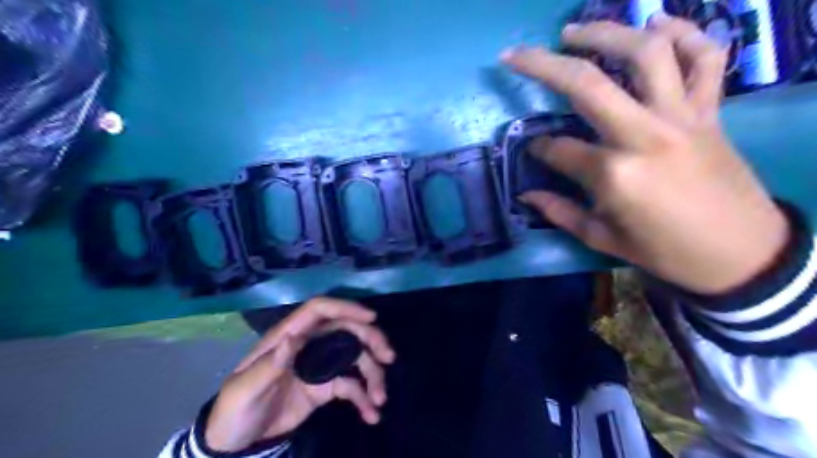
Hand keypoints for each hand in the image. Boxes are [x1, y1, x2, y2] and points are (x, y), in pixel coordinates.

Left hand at [205, 298, 395, 452]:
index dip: (345, 308)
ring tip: (380, 398)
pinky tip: (371, 414)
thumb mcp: (246, 388)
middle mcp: (309, 345)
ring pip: (355, 358)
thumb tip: (293, 338)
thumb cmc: (236, 409)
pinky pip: (352, 386)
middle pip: (346, 330)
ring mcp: (320, 366)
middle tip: (388, 357)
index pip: (320, 310)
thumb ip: (270, 364)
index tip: (371, 318)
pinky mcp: (326, 388)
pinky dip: (364, 398)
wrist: (237, 441)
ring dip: (372, 374)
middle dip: (370, 340)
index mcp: (289, 337)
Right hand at [502, 15, 787, 294]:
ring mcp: (682, 117)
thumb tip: (525, 195)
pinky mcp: (710, 112)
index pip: (558, 148)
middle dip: (543, 66)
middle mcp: (644, 135)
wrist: (741, 254)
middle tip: (517, 55)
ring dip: (605, 34)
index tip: (533, 150)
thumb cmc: (664, 251)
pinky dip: (684, 33)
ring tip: (574, 31)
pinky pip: (705, 59)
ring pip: (645, 54)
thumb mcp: (602, 240)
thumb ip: (559, 212)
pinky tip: (657, 24)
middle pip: (587, 85)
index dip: (538, 148)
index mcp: (613, 175)